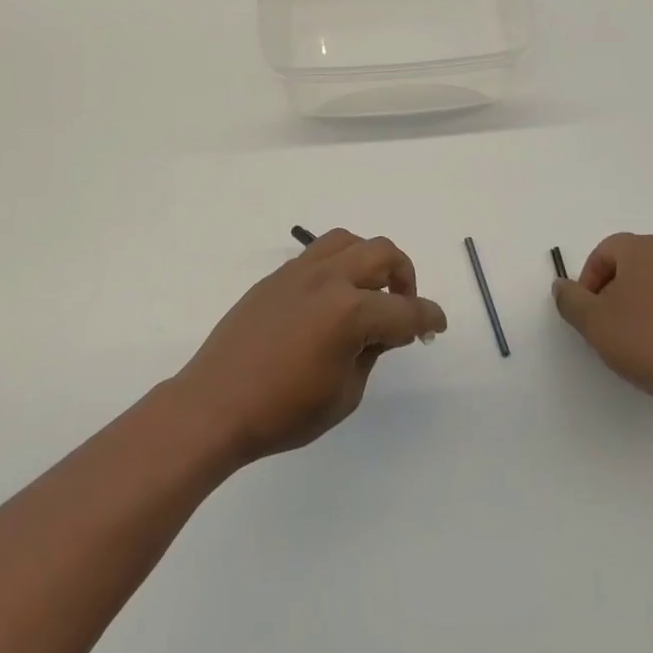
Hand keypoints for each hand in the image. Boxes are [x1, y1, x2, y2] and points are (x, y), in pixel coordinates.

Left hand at [172, 229, 447, 467]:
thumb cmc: (283, 412)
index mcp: (350, 312)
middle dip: (404, 276)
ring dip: (369, 260)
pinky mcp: (276, 276)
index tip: (437, 325)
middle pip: (382, 253)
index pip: (404, 311)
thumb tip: (380, 331)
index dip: (428, 318)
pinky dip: (338, 265)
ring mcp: (299, 272)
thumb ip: (370, 353)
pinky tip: (332, 298)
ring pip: (348, 241)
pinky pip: (317, 254)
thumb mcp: (344, 394)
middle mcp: (328, 279)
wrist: (215, 404)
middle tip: (403, 306)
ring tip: (368, 291)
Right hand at [552, 232, 652, 426]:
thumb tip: (563, 286)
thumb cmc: (644, 341)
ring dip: (639, 301)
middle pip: (630, 264)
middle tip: (606, 322)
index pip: (604, 252)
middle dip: (613, 289)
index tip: (588, 311)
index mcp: (642, 249)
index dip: (588, 280)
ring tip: (633, 335)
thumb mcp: (591, 321)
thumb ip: (569, 298)